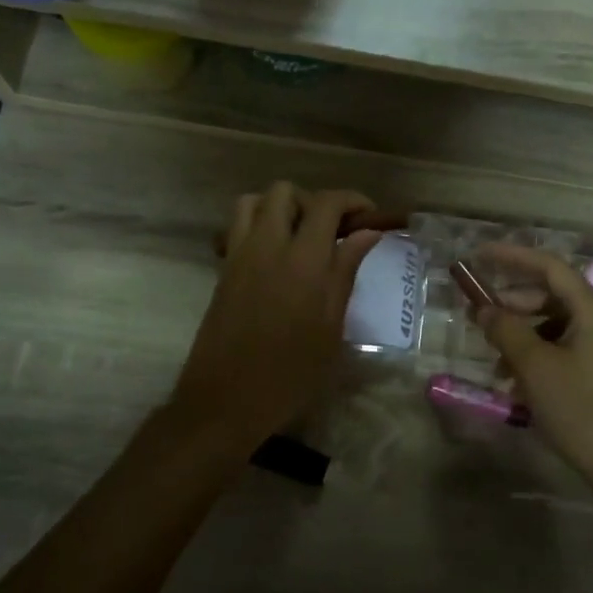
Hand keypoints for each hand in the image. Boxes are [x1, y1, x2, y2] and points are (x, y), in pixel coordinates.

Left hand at [169, 183, 384, 450]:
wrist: (226, 400)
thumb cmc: (290, 373)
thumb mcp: (330, 327)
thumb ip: (345, 272)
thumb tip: (367, 233)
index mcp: (302, 260)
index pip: (326, 203)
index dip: (352, 201)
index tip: (369, 217)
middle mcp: (266, 246)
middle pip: (284, 192)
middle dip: (313, 201)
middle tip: (332, 232)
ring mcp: (238, 256)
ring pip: (253, 202)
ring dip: (279, 208)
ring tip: (299, 238)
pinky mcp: (222, 271)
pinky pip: (236, 228)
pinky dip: (256, 226)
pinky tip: (274, 258)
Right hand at [473, 243, 592, 499]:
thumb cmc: (581, 409)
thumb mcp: (535, 367)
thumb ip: (505, 330)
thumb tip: (483, 309)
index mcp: (592, 309)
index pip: (549, 267)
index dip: (512, 257)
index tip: (478, 256)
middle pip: (550, 295)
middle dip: (512, 303)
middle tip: (478, 316)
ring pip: (553, 325)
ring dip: (521, 335)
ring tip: (495, 360)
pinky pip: (561, 349)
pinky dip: (536, 356)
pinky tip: (515, 382)